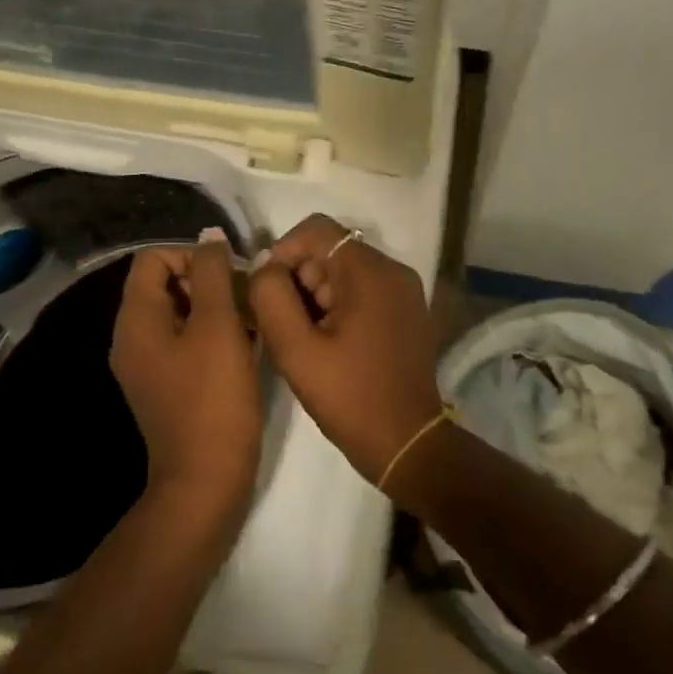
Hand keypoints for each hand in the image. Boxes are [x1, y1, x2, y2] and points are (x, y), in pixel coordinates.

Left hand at [110, 235, 263, 504]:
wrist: (205, 480)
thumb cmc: (213, 398)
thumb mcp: (218, 326)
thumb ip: (213, 274)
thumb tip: (210, 236)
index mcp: (137, 319)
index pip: (154, 257)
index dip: (193, 255)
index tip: (231, 275)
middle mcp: (132, 337)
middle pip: (165, 283)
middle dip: (207, 280)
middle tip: (247, 296)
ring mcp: (147, 364)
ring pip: (179, 313)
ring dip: (214, 307)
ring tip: (251, 319)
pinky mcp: (165, 385)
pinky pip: (184, 342)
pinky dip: (211, 334)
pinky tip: (244, 346)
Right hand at [248, 214, 443, 483]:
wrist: (407, 443)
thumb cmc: (350, 397)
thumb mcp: (296, 350)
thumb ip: (271, 297)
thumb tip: (265, 267)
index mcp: (370, 272)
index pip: (316, 230)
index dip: (283, 251)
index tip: (267, 290)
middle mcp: (393, 270)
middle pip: (331, 250)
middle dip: (300, 279)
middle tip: (287, 324)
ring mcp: (404, 291)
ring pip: (344, 271)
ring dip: (317, 295)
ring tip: (306, 338)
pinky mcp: (406, 311)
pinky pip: (363, 290)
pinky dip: (338, 305)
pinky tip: (329, 342)